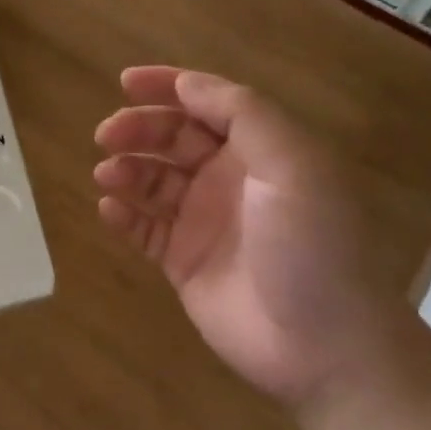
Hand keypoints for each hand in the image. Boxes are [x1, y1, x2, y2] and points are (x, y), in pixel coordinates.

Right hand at [94, 66, 389, 408]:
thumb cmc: (312, 246)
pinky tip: (110, 210)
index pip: (208, 103)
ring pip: (153, 180)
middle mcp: (229, 178)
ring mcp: (204, 221)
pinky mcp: (184, 261)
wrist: (324, 347)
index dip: (168, 86)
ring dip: (126, 169)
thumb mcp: (293, 165)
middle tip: (107, 136)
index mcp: (260, 150)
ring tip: (107, 175)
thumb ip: (243, 115)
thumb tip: (188, 82)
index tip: (125, 82)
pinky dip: (124, 215)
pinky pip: (145, 228)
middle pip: (173, 138)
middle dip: (139, 129)